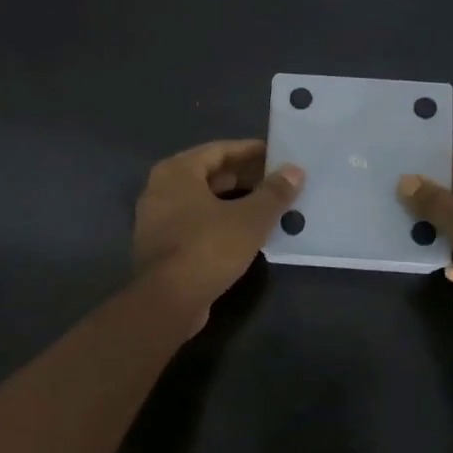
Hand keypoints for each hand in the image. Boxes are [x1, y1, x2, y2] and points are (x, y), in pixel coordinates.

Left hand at [134, 139, 304, 322]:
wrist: (167, 302)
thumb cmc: (208, 248)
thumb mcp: (250, 219)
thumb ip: (273, 193)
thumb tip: (295, 171)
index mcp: (177, 172)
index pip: (219, 150)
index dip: (250, 151)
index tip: (277, 154)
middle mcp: (161, 189)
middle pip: (210, 174)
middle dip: (245, 176)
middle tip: (278, 180)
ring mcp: (158, 219)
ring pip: (204, 201)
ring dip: (235, 201)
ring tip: (270, 205)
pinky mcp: (163, 246)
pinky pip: (197, 222)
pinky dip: (222, 221)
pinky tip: (248, 232)